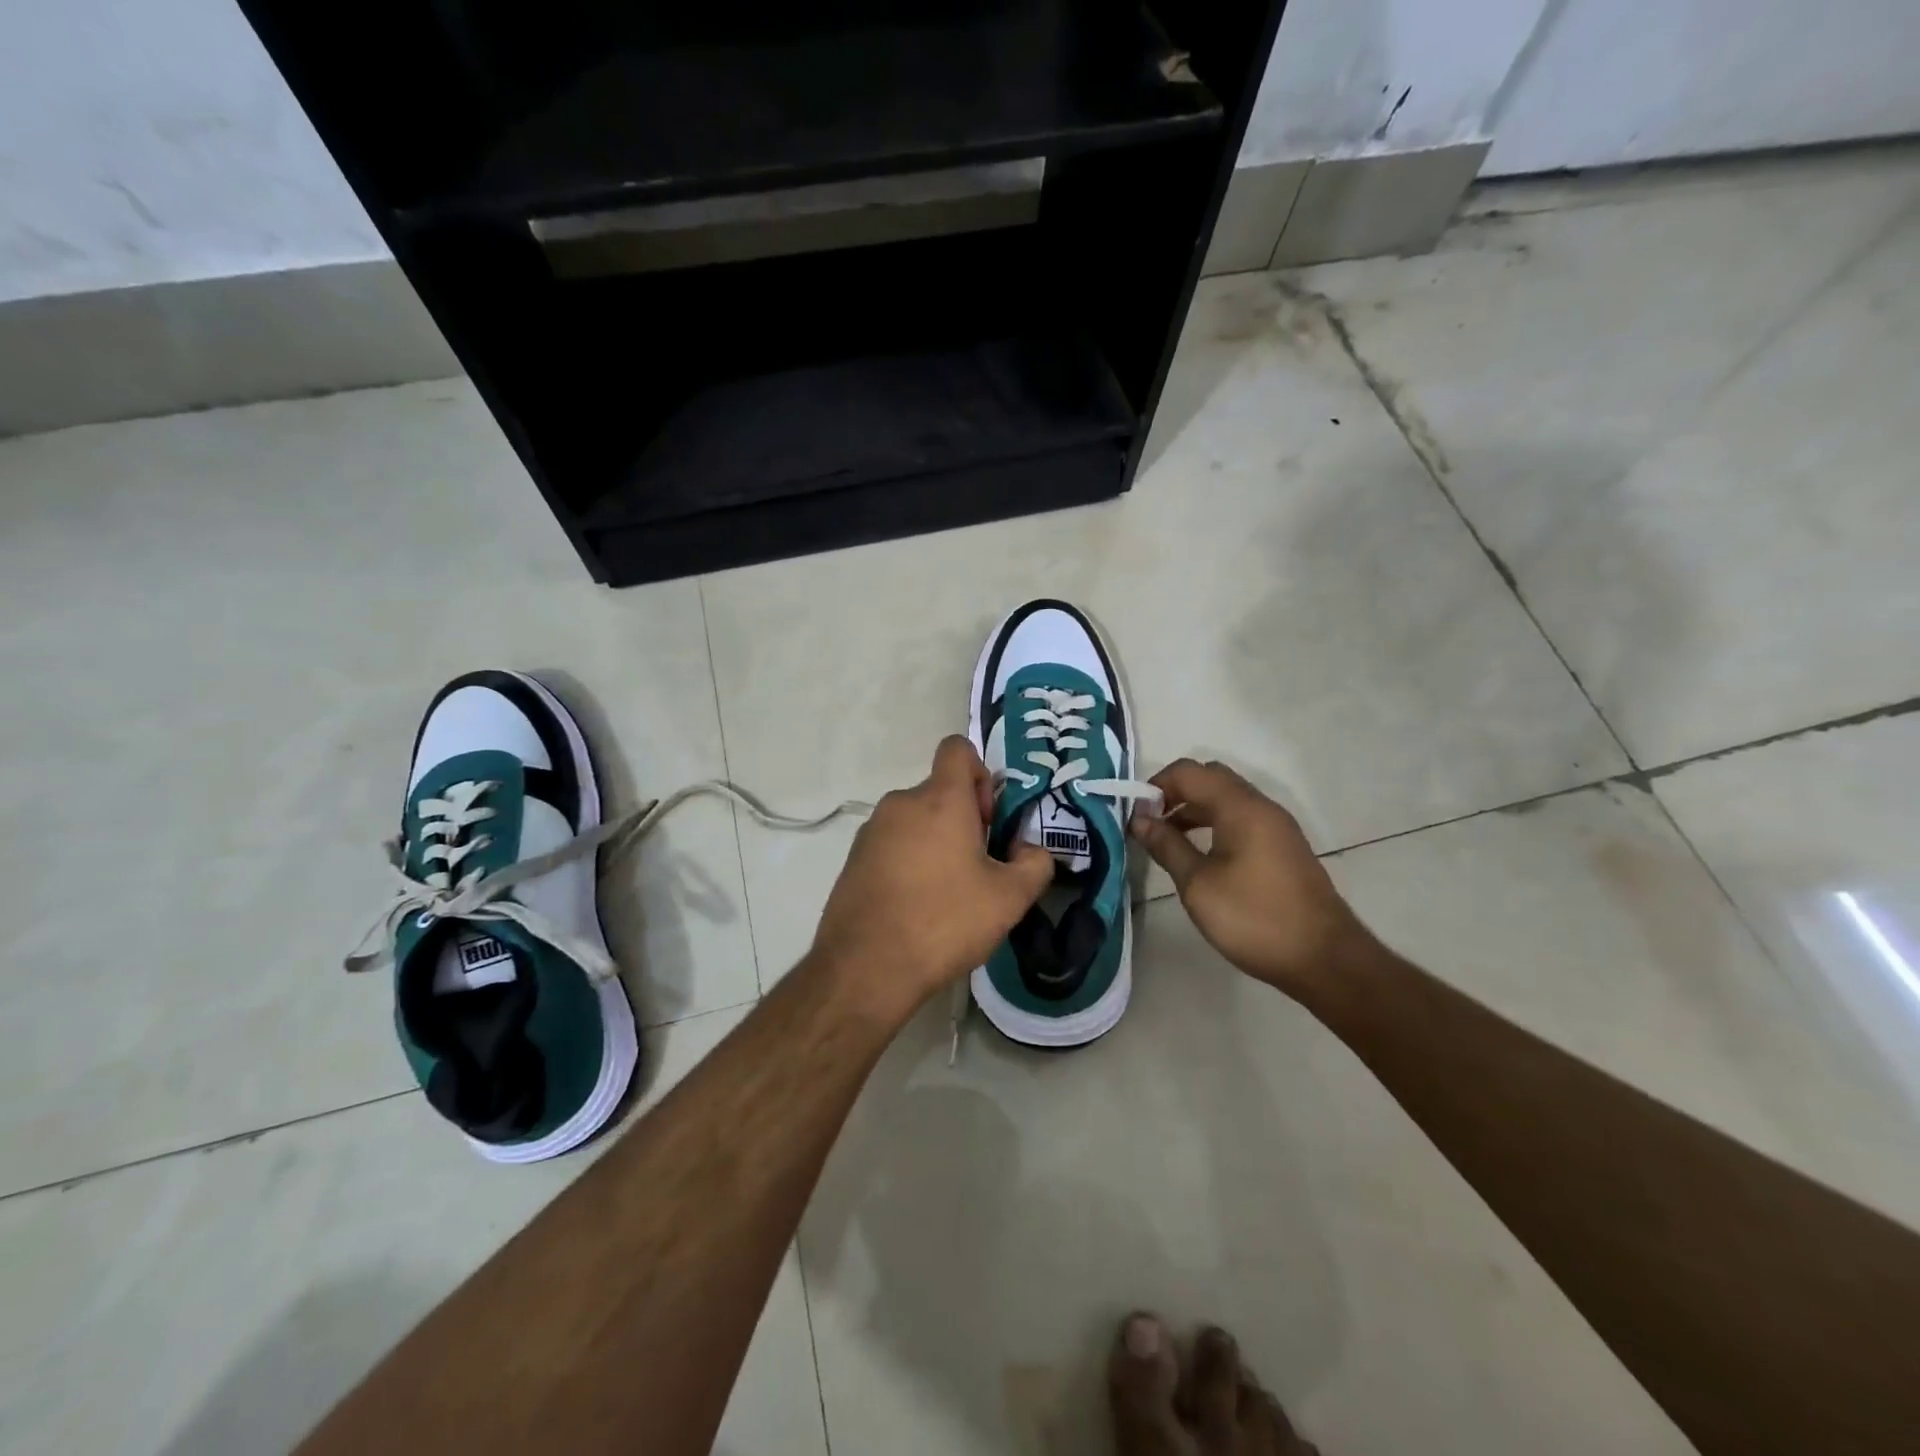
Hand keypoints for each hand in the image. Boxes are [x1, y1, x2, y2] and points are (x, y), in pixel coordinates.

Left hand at [811, 736, 1054, 1020]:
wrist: (866, 967)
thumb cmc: (944, 921)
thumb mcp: (1009, 899)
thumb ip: (1035, 864)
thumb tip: (1029, 850)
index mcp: (940, 800)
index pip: (957, 749)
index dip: (980, 773)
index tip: (987, 819)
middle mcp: (901, 803)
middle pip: (940, 792)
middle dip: (963, 820)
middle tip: (978, 868)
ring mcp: (871, 831)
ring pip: (916, 821)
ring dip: (936, 842)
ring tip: (947, 894)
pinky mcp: (853, 859)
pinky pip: (892, 845)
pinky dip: (908, 861)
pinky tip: (916, 906)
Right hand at [1130, 759, 1375, 1002]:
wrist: (1325, 959)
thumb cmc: (1254, 918)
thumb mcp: (1198, 885)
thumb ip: (1167, 846)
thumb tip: (1140, 820)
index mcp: (1240, 808)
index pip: (1189, 772)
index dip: (1156, 786)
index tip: (1136, 817)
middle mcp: (1261, 807)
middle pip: (1211, 778)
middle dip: (1175, 793)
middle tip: (1152, 824)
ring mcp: (1277, 827)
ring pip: (1228, 799)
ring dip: (1194, 809)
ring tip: (1169, 841)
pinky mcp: (1284, 848)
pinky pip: (1242, 819)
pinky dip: (1215, 824)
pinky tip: (1201, 855)